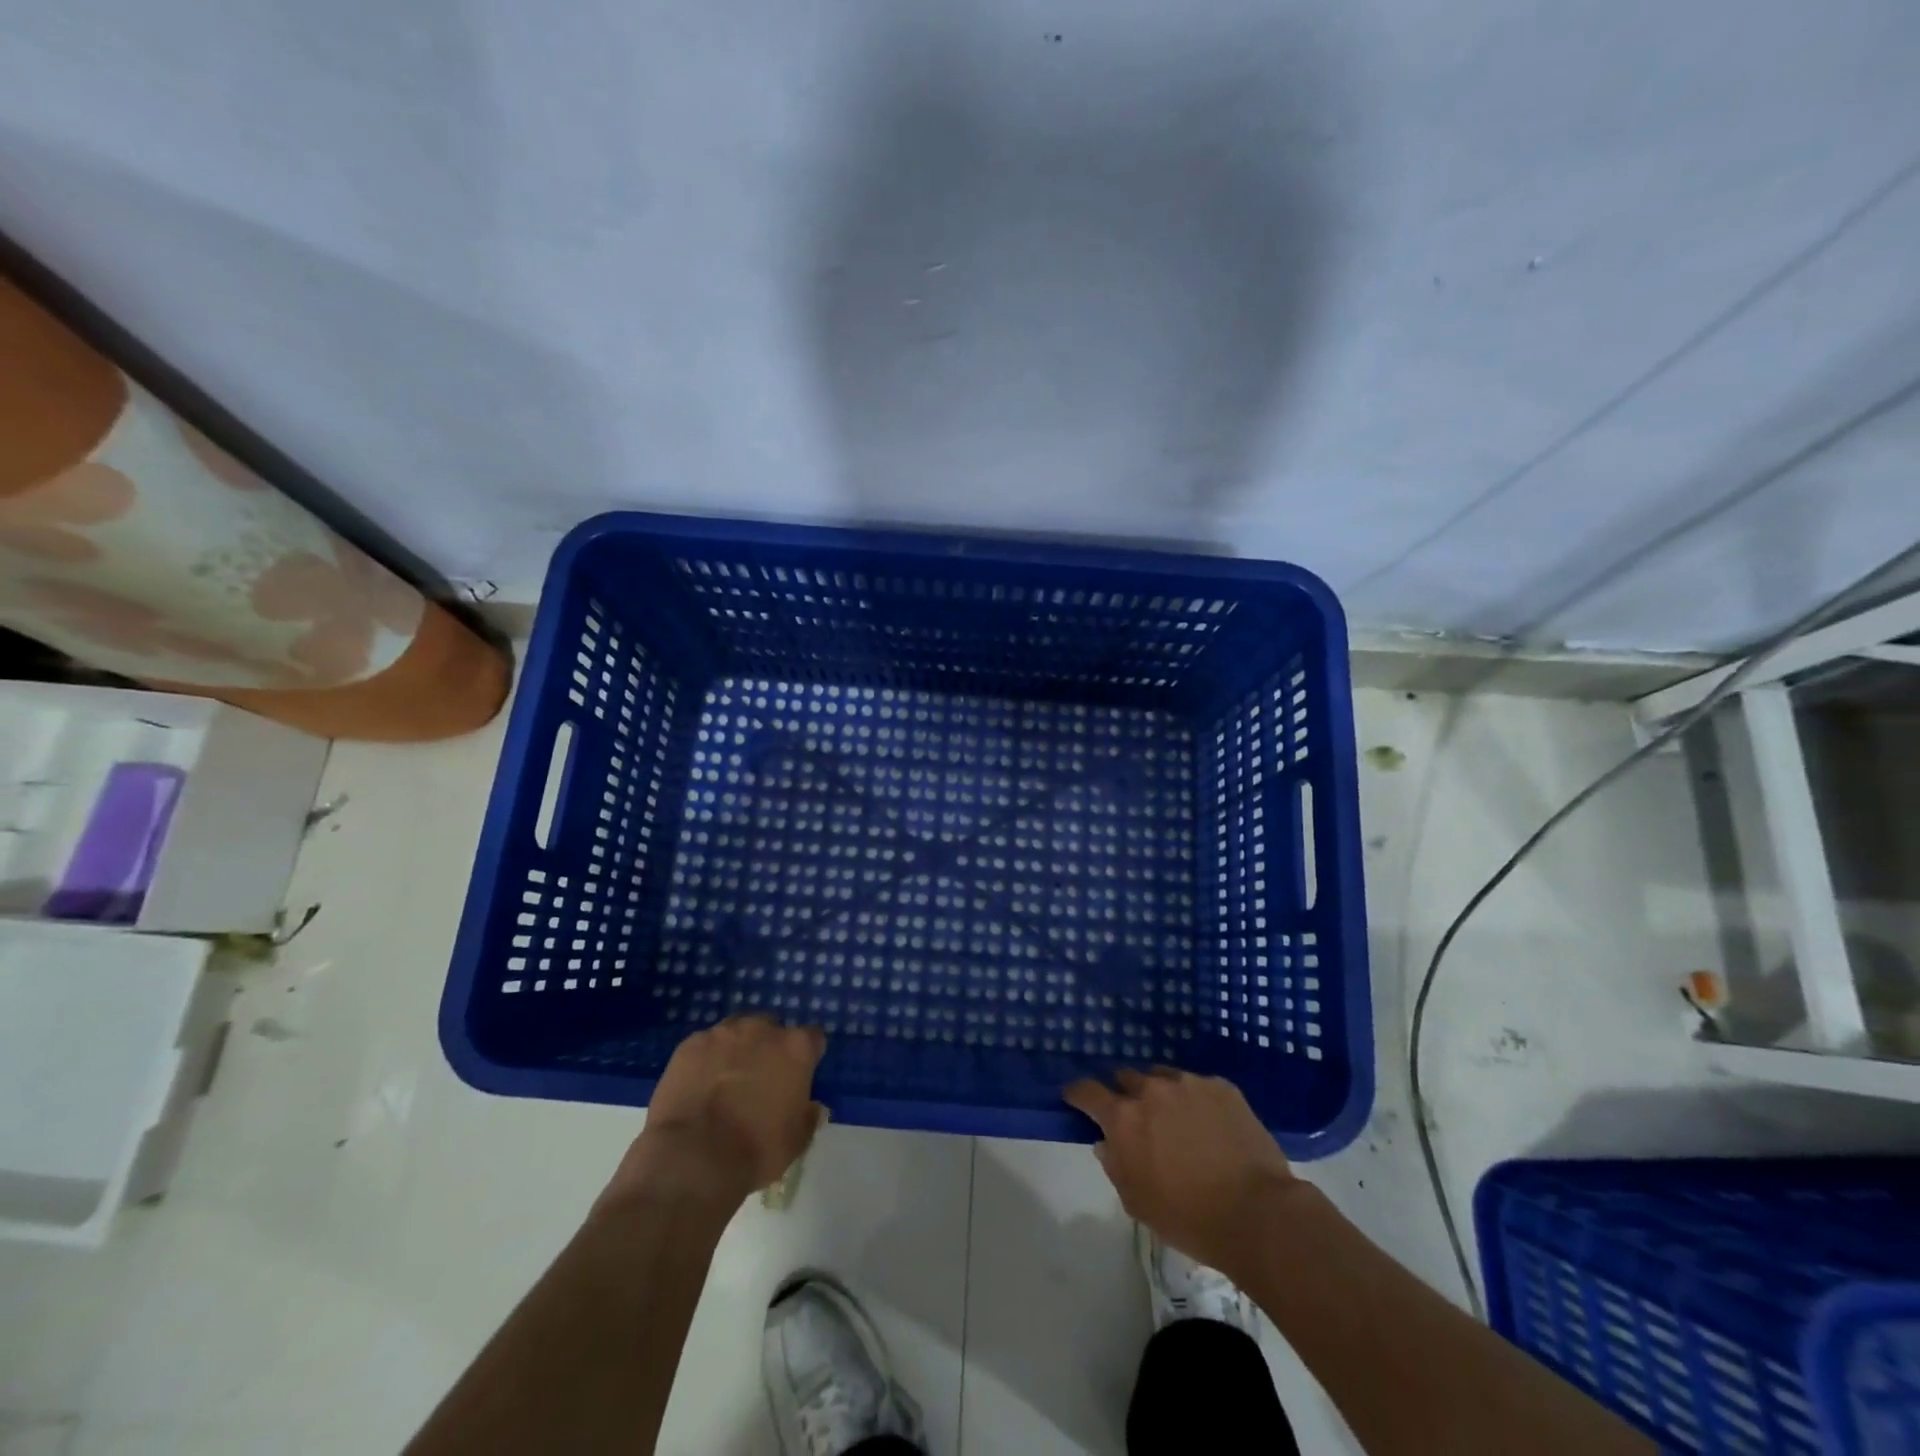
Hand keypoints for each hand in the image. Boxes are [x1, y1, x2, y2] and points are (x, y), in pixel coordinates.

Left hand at [605, 1016, 826, 1213]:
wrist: (693, 1158)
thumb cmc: (755, 1150)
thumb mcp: (796, 1142)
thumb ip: (808, 1117)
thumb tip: (813, 1107)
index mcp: (796, 1048)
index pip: (812, 1039)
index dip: (806, 1058)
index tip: (798, 1078)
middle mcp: (762, 1029)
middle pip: (771, 1030)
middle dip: (768, 1050)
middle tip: (759, 1082)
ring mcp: (723, 1033)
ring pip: (735, 1033)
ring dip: (735, 1050)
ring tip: (724, 1083)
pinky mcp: (690, 1044)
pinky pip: (704, 1047)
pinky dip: (705, 1061)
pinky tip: (697, 1088)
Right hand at [1065, 1067, 1299, 1275]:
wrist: (1258, 1214)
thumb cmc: (1190, 1218)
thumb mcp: (1137, 1202)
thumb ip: (1115, 1166)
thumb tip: (1107, 1143)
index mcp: (1124, 1118)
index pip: (1087, 1091)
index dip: (1078, 1094)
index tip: (1077, 1100)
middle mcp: (1151, 1089)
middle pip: (1126, 1077)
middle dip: (1125, 1095)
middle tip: (1137, 1119)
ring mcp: (1189, 1083)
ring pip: (1163, 1077)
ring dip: (1161, 1094)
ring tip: (1176, 1120)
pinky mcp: (1221, 1086)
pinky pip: (1198, 1086)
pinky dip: (1195, 1100)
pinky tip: (1209, 1125)